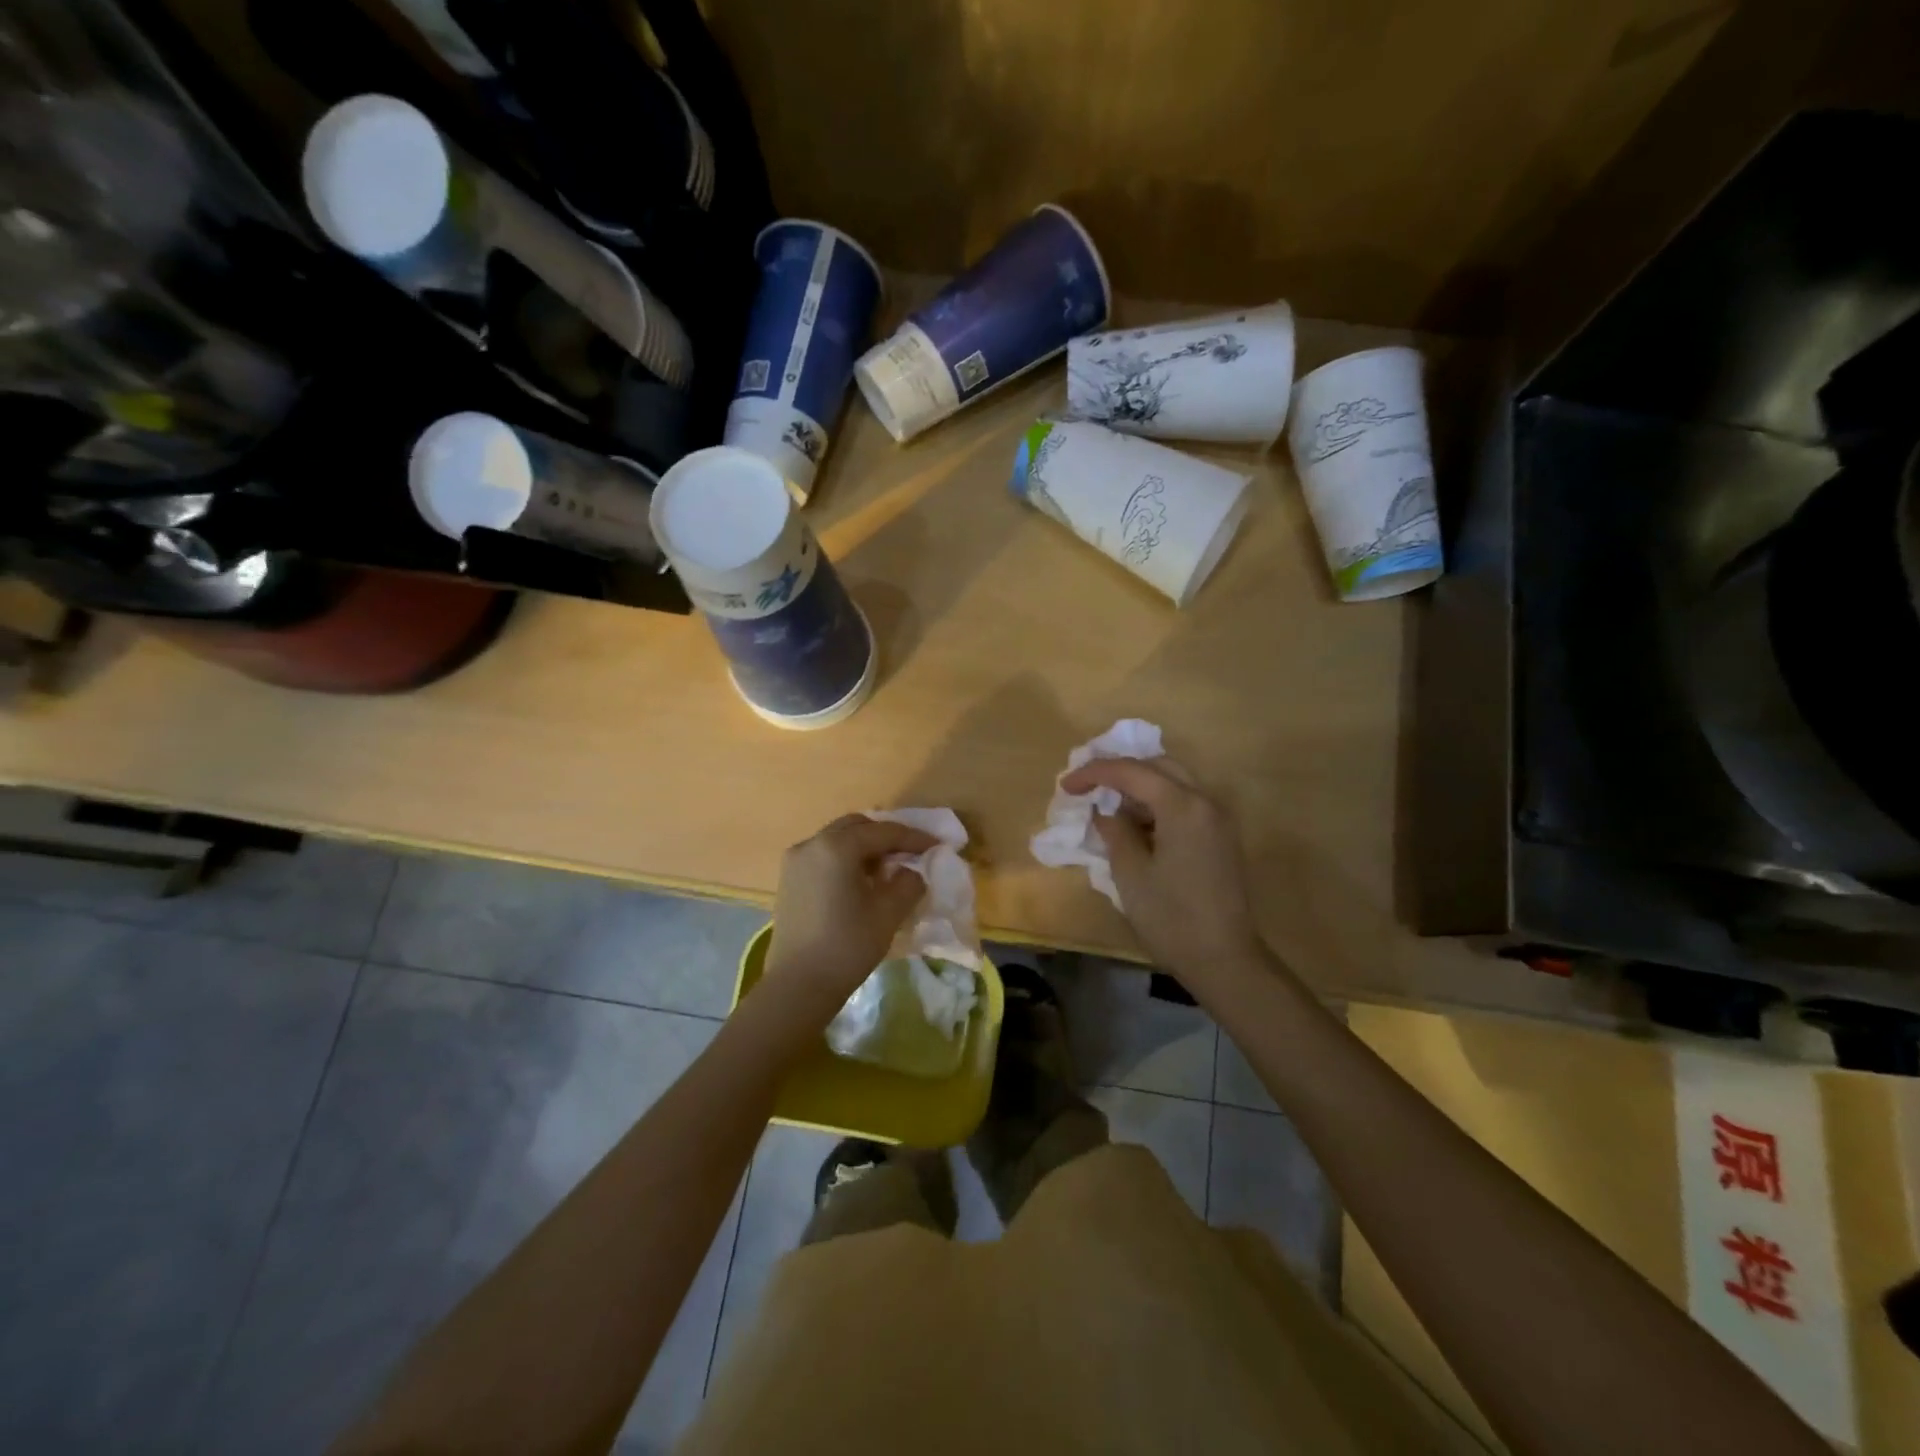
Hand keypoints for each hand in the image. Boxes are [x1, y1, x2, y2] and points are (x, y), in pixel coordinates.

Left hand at [763, 815, 938, 1010]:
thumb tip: (912, 871)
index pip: (883, 832)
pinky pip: (823, 855)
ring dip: (864, 846)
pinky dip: (845, 858)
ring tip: (888, 867)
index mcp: (837, 847)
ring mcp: (795, 860)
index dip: (914, 838)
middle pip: (857, 826)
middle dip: (886, 836)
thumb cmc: (847, 946)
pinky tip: (861, 880)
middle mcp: (812, 843)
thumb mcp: (888, 913)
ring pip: (837, 839)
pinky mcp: (789, 879)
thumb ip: (908, 883)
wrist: (797, 985)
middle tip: (911, 852)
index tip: (937, 844)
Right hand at [1058, 758, 1267, 993]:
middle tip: (1088, 785)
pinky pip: (1185, 803)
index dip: (1094, 773)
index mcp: (1183, 806)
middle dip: (1120, 771)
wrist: (1224, 959)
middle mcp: (1206, 801)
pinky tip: (1135, 823)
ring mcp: (1218, 819)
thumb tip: (1105, 813)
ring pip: (1174, 782)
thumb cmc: (1171, 917)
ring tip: (1106, 803)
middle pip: (1158, 766)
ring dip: (1139, 786)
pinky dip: (1157, 803)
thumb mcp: (1130, 873)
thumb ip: (1114, 831)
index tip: (1066, 786)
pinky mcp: (1220, 837)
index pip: (1131, 771)